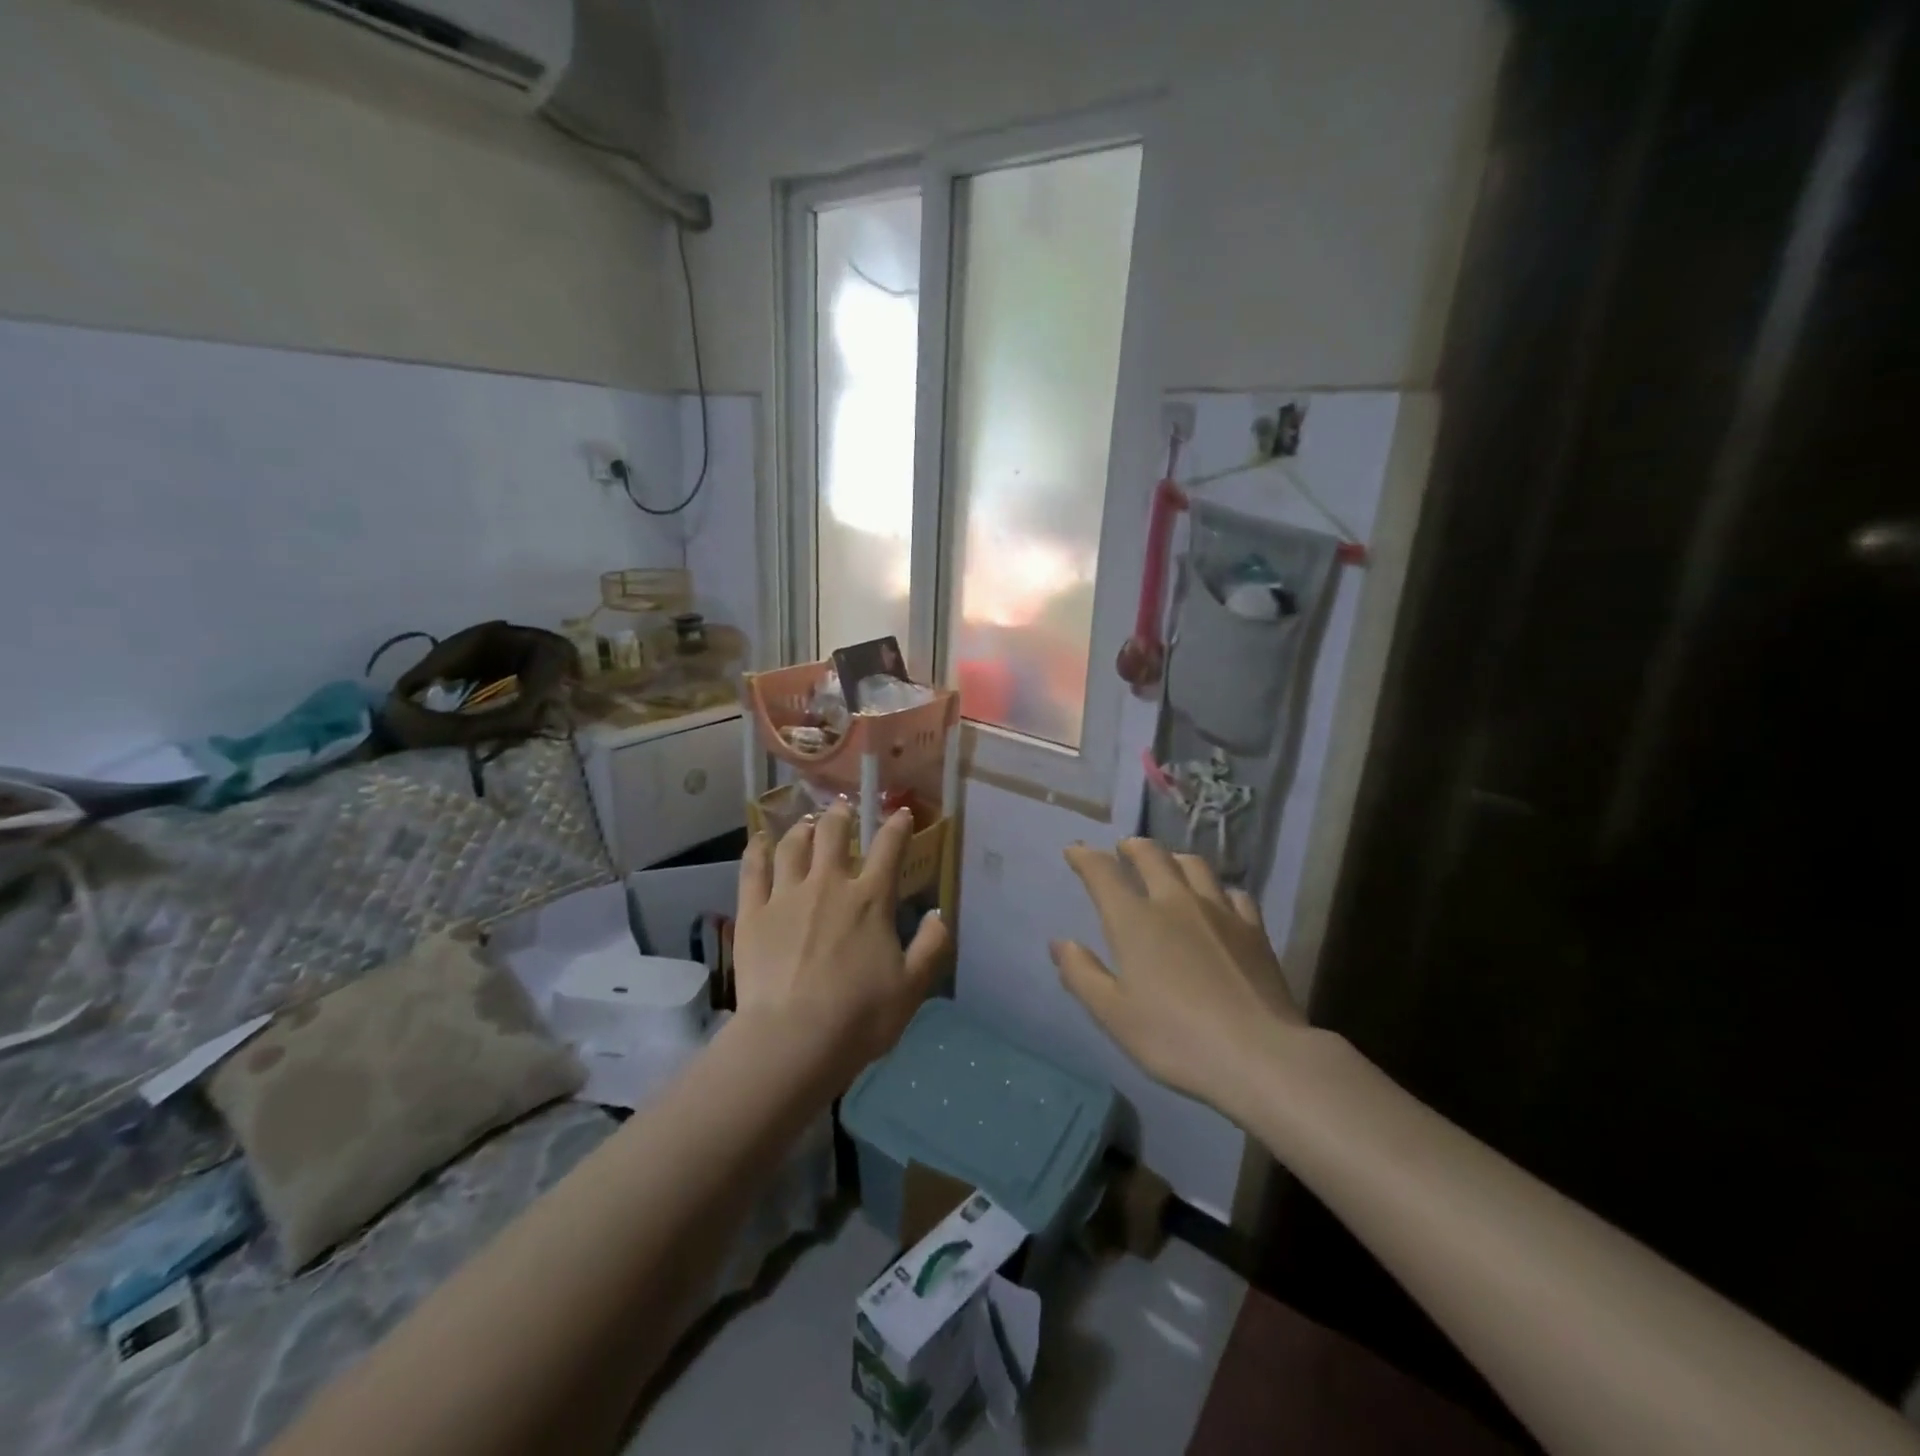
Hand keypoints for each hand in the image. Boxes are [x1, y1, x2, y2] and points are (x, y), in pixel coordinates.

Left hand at [733, 804, 951, 1084]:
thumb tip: (940, 915)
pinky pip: (753, 871)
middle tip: (844, 808)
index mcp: (870, 900)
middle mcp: (828, 885)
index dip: (897, 826)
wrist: (794, 1039)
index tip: (901, 814)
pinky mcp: (753, 913)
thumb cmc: (860, 1016)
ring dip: (802, 828)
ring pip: (793, 846)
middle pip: (833, 834)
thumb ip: (931, 947)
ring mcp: (786, 896)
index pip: (889, 849)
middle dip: (841, 815)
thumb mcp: (912, 987)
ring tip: (806, 822)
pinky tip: (759, 842)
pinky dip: (757, 851)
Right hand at [1053, 839, 1303, 1115]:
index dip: (1084, 857)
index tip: (1074, 850)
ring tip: (1168, 864)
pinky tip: (1218, 902)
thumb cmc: (1175, 1038)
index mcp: (1135, 920)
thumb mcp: (1113, 1015)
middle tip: (1123, 849)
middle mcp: (1175, 902)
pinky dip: (1217, 890)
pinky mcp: (1254, 930)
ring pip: (1194, 866)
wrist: (1259, 1055)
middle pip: (1151, 856)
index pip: (1102, 873)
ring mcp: (1219, 912)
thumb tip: (1061, 942)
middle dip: (1132, 847)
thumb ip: (1082, 974)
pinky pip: (1233, 893)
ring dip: (1173, 858)